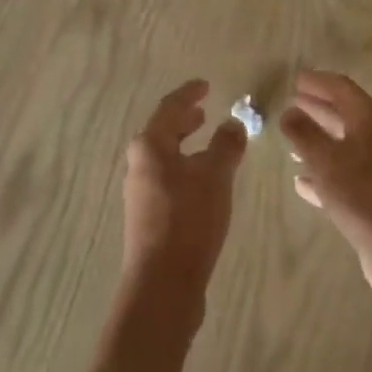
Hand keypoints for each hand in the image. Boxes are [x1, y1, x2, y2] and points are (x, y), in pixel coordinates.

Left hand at [122, 79, 247, 294]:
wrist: (162, 286)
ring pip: (165, 157)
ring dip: (185, 146)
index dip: (189, 94)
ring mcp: (140, 192)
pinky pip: (167, 179)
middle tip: (204, 112)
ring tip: (207, 144)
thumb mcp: (215, 176)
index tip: (206, 85)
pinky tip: (202, 183)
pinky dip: (185, 169)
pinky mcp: (147, 218)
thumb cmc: (188, 219)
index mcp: (150, 145)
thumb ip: (225, 145)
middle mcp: (139, 163)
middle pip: (163, 131)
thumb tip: (232, 123)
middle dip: (184, 120)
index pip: (170, 107)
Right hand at [280, 70, 371, 318]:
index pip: (340, 87)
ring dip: (318, 139)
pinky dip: (324, 173)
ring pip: (342, 144)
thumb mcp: (326, 161)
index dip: (317, 81)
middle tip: (290, 103)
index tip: (294, 78)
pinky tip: (302, 182)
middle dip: (317, 107)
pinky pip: (344, 174)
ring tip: (290, 139)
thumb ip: (304, 134)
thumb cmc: (364, 196)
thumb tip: (288, 112)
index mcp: (368, 118)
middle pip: (343, 113)